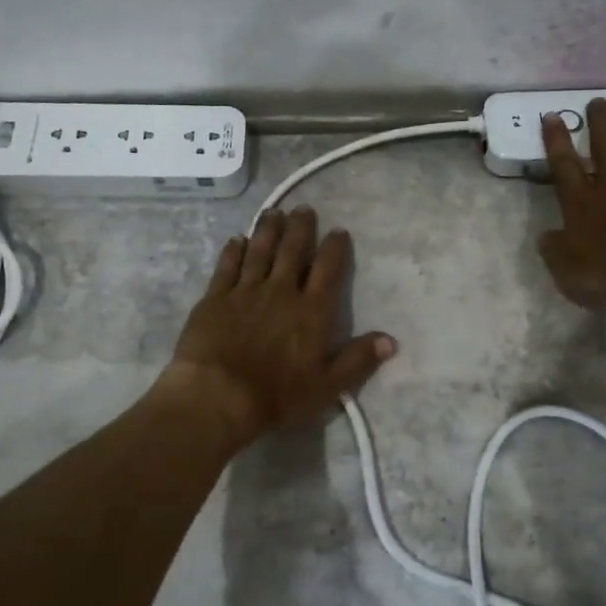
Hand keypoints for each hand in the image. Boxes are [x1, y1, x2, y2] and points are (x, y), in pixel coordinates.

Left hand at [158, 207, 395, 443]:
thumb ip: (358, 360)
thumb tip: (391, 340)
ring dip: (268, 230)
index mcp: (311, 311)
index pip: (328, 270)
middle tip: (304, 209)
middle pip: (292, 251)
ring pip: (259, 252)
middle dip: (300, 228)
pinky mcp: (214, 298)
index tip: (339, 231)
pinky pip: (226, 267)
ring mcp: (245, 292)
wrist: (218, 395)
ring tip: (273, 212)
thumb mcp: (327, 385)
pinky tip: (236, 239)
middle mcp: (281, 292)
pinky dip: (233, 251)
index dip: (335, 248)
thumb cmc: (277, 394)